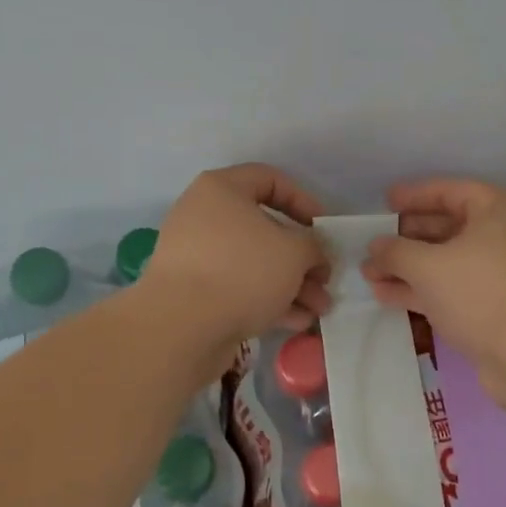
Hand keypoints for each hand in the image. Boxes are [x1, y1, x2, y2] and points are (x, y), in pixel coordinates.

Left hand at [142, 164, 331, 348]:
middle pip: (264, 229)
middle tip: (325, 279)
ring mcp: (196, 257)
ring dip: (291, 285)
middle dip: (301, 258)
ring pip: (254, 264)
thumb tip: (312, 255)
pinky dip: (267, 301)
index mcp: (221, 190)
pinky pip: (238, 289)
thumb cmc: (242, 271)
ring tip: (319, 310)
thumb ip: (312, 246)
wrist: (180, 327)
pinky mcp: (194, 293)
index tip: (324, 228)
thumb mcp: (295, 251)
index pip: (269, 179)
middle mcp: (204, 217)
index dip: (303, 200)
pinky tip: (297, 322)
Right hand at [363, 178, 505, 402]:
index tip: (385, 202)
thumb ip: (396, 251)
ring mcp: (501, 274)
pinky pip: (453, 288)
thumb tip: (375, 246)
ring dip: (408, 267)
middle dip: (406, 238)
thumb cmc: (483, 294)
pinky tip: (386, 296)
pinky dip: (422, 290)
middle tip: (372, 244)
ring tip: (369, 274)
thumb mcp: (429, 266)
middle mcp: (505, 236)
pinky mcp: (496, 307)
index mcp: (499, 210)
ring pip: (447, 262)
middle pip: (447, 227)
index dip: (414, 196)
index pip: (449, 191)